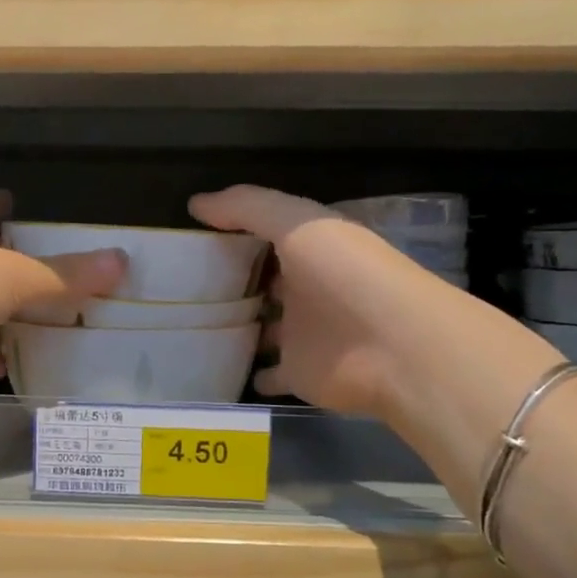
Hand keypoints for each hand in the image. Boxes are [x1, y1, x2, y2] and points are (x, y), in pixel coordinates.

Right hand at [190, 185, 439, 420]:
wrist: (395, 348)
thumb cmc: (347, 275)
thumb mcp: (296, 224)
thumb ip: (247, 208)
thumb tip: (195, 204)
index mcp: (310, 249)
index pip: (266, 236)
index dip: (234, 233)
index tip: (190, 238)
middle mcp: (306, 288)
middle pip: (263, 283)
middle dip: (232, 282)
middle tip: (181, 285)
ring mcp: (303, 334)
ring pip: (263, 328)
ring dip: (237, 327)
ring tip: (189, 327)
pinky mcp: (299, 372)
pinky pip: (267, 373)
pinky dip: (249, 373)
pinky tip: (216, 369)